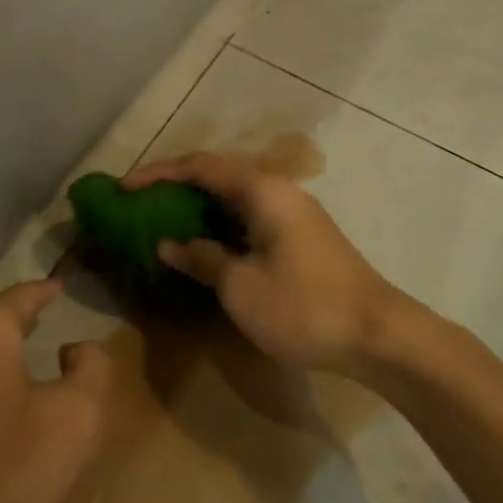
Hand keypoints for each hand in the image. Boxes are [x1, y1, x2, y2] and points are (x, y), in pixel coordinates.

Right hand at [123, 153, 410, 374]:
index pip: (199, 167)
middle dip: (176, 185)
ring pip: (235, 197)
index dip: (158, 173)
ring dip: (199, 206)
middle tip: (141, 202)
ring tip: (165, 220)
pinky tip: (206, 245)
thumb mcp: (240, 286)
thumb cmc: (303, 306)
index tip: (123, 187)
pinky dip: (221, 224)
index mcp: (262, 191)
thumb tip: (170, 243)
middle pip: (218, 175)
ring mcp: (294, 213)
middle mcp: (278, 191)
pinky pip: (250, 217)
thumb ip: (202, 257)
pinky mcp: (302, 236)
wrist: (379, 335)